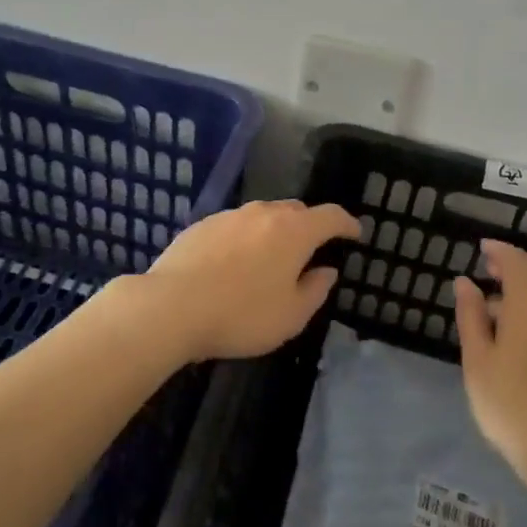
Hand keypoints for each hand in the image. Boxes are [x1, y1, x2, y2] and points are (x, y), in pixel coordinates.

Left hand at [145, 200, 360, 361]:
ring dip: (274, 231)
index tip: (355, 233)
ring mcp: (230, 215)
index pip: (331, 216)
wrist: (171, 306)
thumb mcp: (291, 316)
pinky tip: (234, 263)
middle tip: (312, 249)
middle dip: (309, 226)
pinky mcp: (202, 225)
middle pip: (296, 210)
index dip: (347, 223)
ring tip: (271, 257)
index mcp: (294, 231)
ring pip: (262, 216)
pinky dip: (244, 238)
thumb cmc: (241, 315)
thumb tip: (326, 270)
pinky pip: (234, 226)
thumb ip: (315, 290)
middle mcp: (264, 213)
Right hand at [454, 240, 526, 498]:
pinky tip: (523, 350)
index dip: (500, 251)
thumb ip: (471, 317)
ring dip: (526, 299)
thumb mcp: (477, 361)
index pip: (518, 263)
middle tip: (488, 278)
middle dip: (515, 271)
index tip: (482, 249)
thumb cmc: (510, 404)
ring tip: (498, 320)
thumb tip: (465, 282)